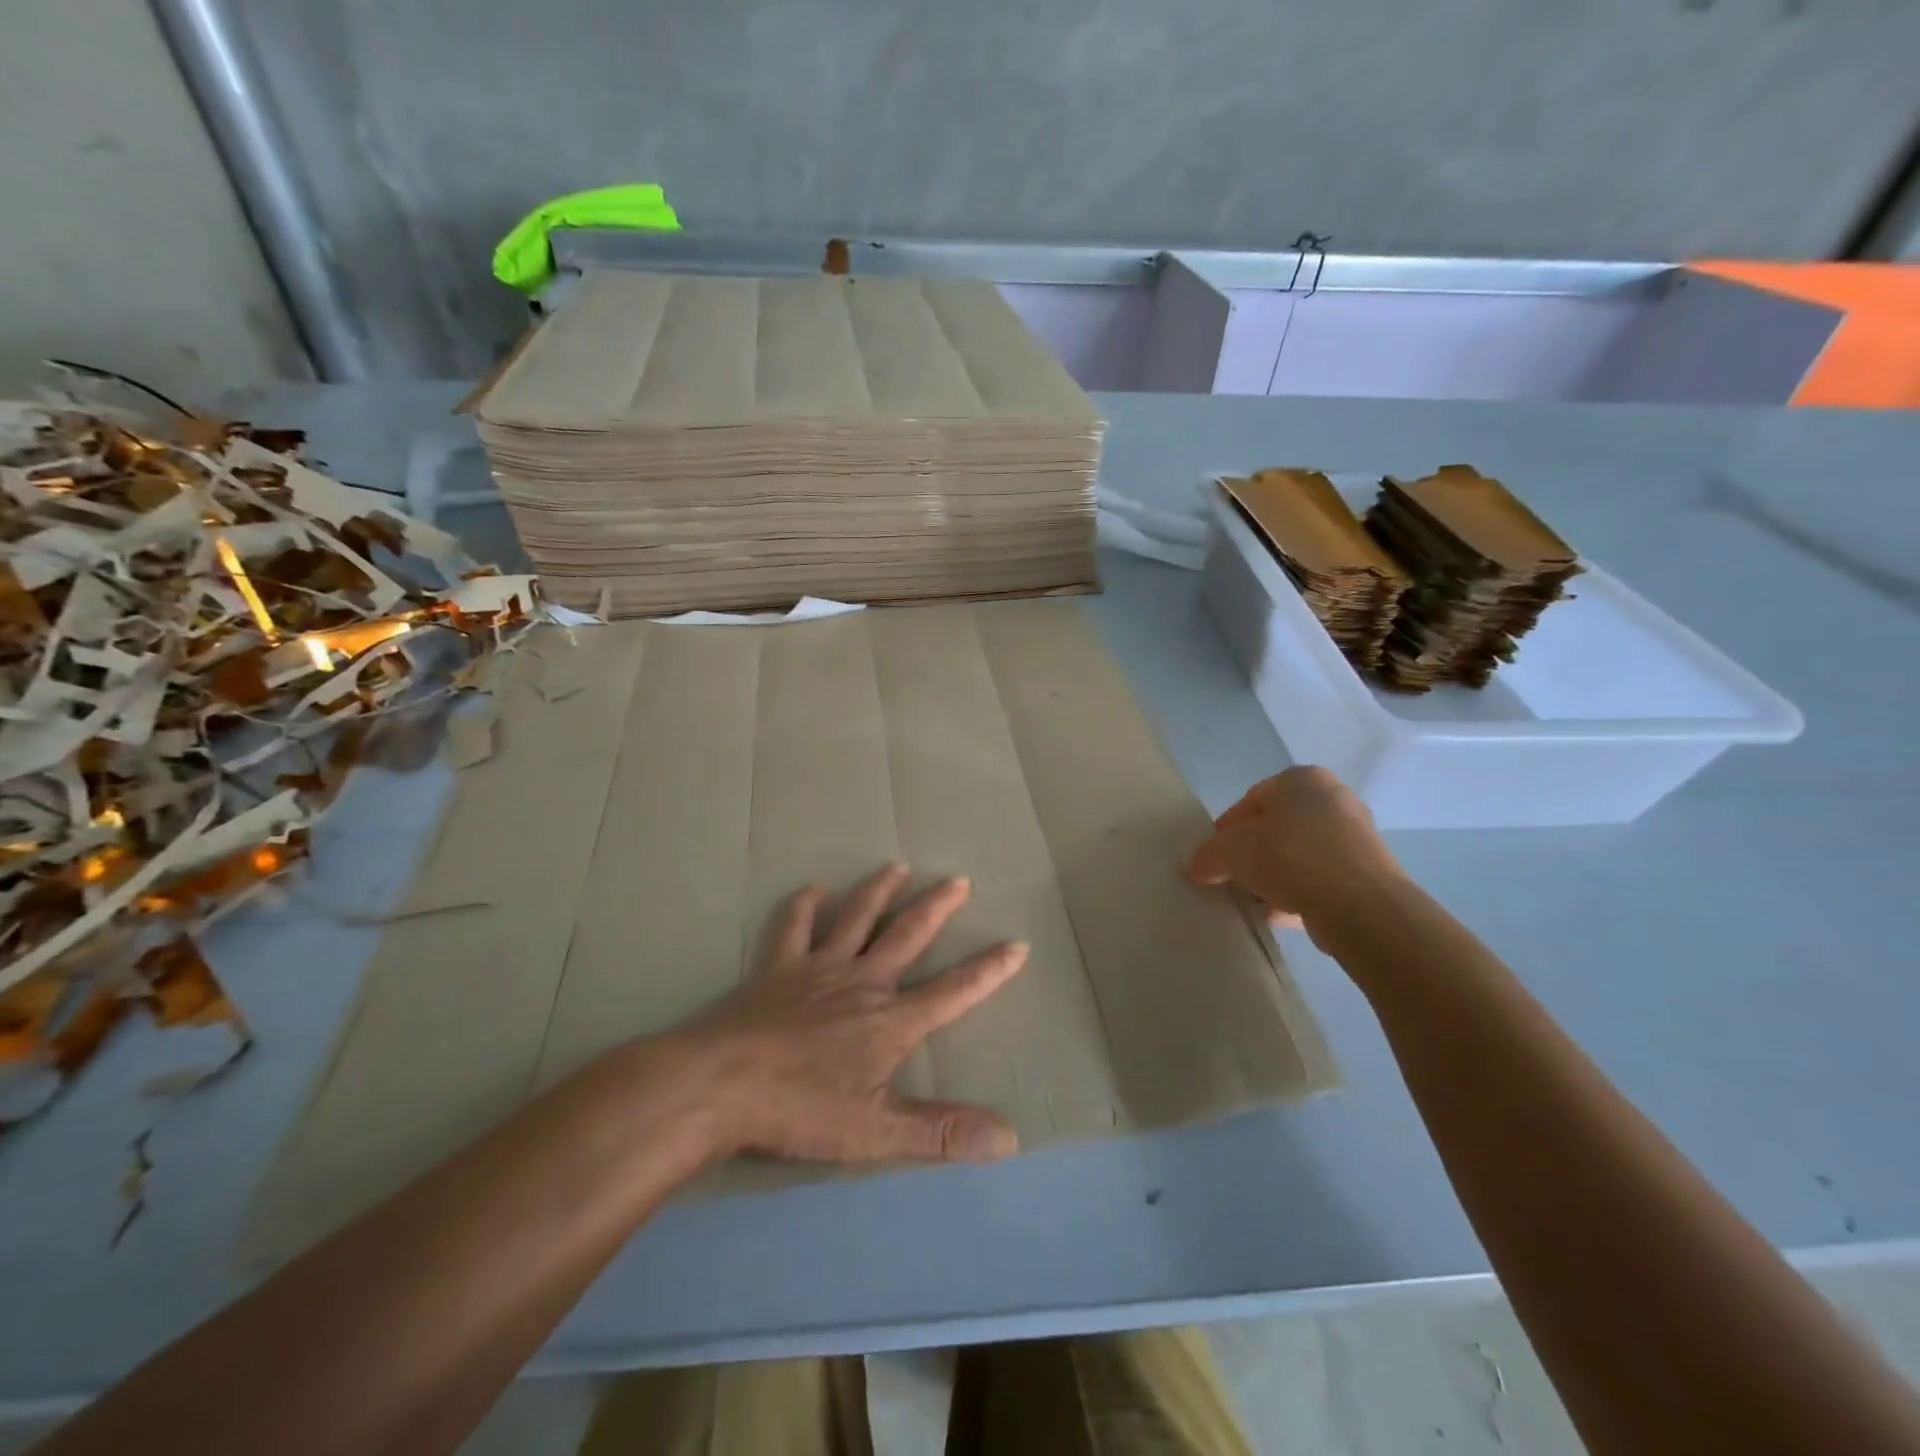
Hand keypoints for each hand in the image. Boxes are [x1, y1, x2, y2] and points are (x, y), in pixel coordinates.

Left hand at [682, 865, 1028, 1165]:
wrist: (720, 1086)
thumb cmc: (801, 1109)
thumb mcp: (877, 1131)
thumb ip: (941, 1130)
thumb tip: (1009, 1137)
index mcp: (890, 1020)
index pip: (953, 991)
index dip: (988, 971)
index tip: (1016, 944)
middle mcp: (861, 982)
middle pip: (907, 935)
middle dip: (936, 907)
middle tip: (958, 879)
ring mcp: (817, 969)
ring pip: (856, 918)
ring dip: (879, 891)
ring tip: (898, 867)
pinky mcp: (777, 969)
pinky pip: (794, 927)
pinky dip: (803, 906)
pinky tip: (813, 889)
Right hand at [1186, 766, 1404, 938]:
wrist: (1360, 905)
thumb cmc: (1289, 857)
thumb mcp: (1230, 852)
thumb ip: (1208, 855)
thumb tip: (1196, 866)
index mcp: (1302, 780)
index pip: (1252, 799)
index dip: (1227, 828)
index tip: (1214, 856)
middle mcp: (1334, 799)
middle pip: (1277, 828)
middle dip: (1252, 854)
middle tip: (1231, 877)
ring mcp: (1356, 837)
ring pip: (1299, 856)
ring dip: (1274, 877)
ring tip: (1253, 901)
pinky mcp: (1369, 874)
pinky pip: (1321, 880)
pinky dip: (1299, 894)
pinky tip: (1278, 915)